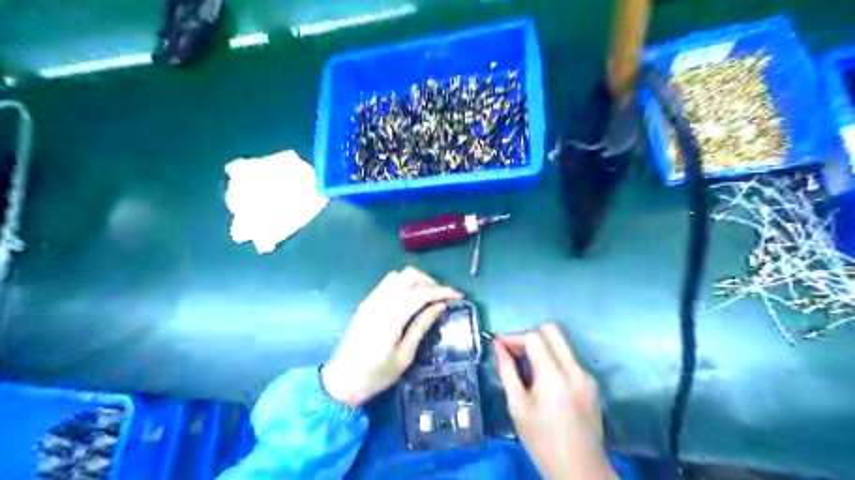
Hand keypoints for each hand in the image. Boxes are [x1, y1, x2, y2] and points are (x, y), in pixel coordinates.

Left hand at [321, 268, 459, 406]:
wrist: (342, 380)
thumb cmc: (376, 374)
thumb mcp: (404, 356)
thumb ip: (421, 326)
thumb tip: (440, 306)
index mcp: (392, 317)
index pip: (422, 292)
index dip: (442, 291)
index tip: (458, 296)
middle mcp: (380, 302)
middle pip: (410, 275)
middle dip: (430, 282)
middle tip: (442, 297)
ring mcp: (371, 300)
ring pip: (398, 275)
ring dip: (416, 280)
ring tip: (428, 297)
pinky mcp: (366, 302)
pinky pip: (387, 282)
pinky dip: (403, 283)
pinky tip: (410, 299)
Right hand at [491, 322, 618, 479]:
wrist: (579, 470)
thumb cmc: (541, 440)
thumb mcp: (517, 406)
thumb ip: (507, 371)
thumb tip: (498, 346)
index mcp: (554, 376)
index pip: (534, 337)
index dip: (514, 337)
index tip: (500, 345)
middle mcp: (574, 369)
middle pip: (552, 331)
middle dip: (530, 335)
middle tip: (515, 352)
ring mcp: (586, 375)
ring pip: (561, 344)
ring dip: (542, 347)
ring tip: (526, 368)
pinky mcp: (592, 384)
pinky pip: (569, 360)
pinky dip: (553, 360)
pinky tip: (544, 382)